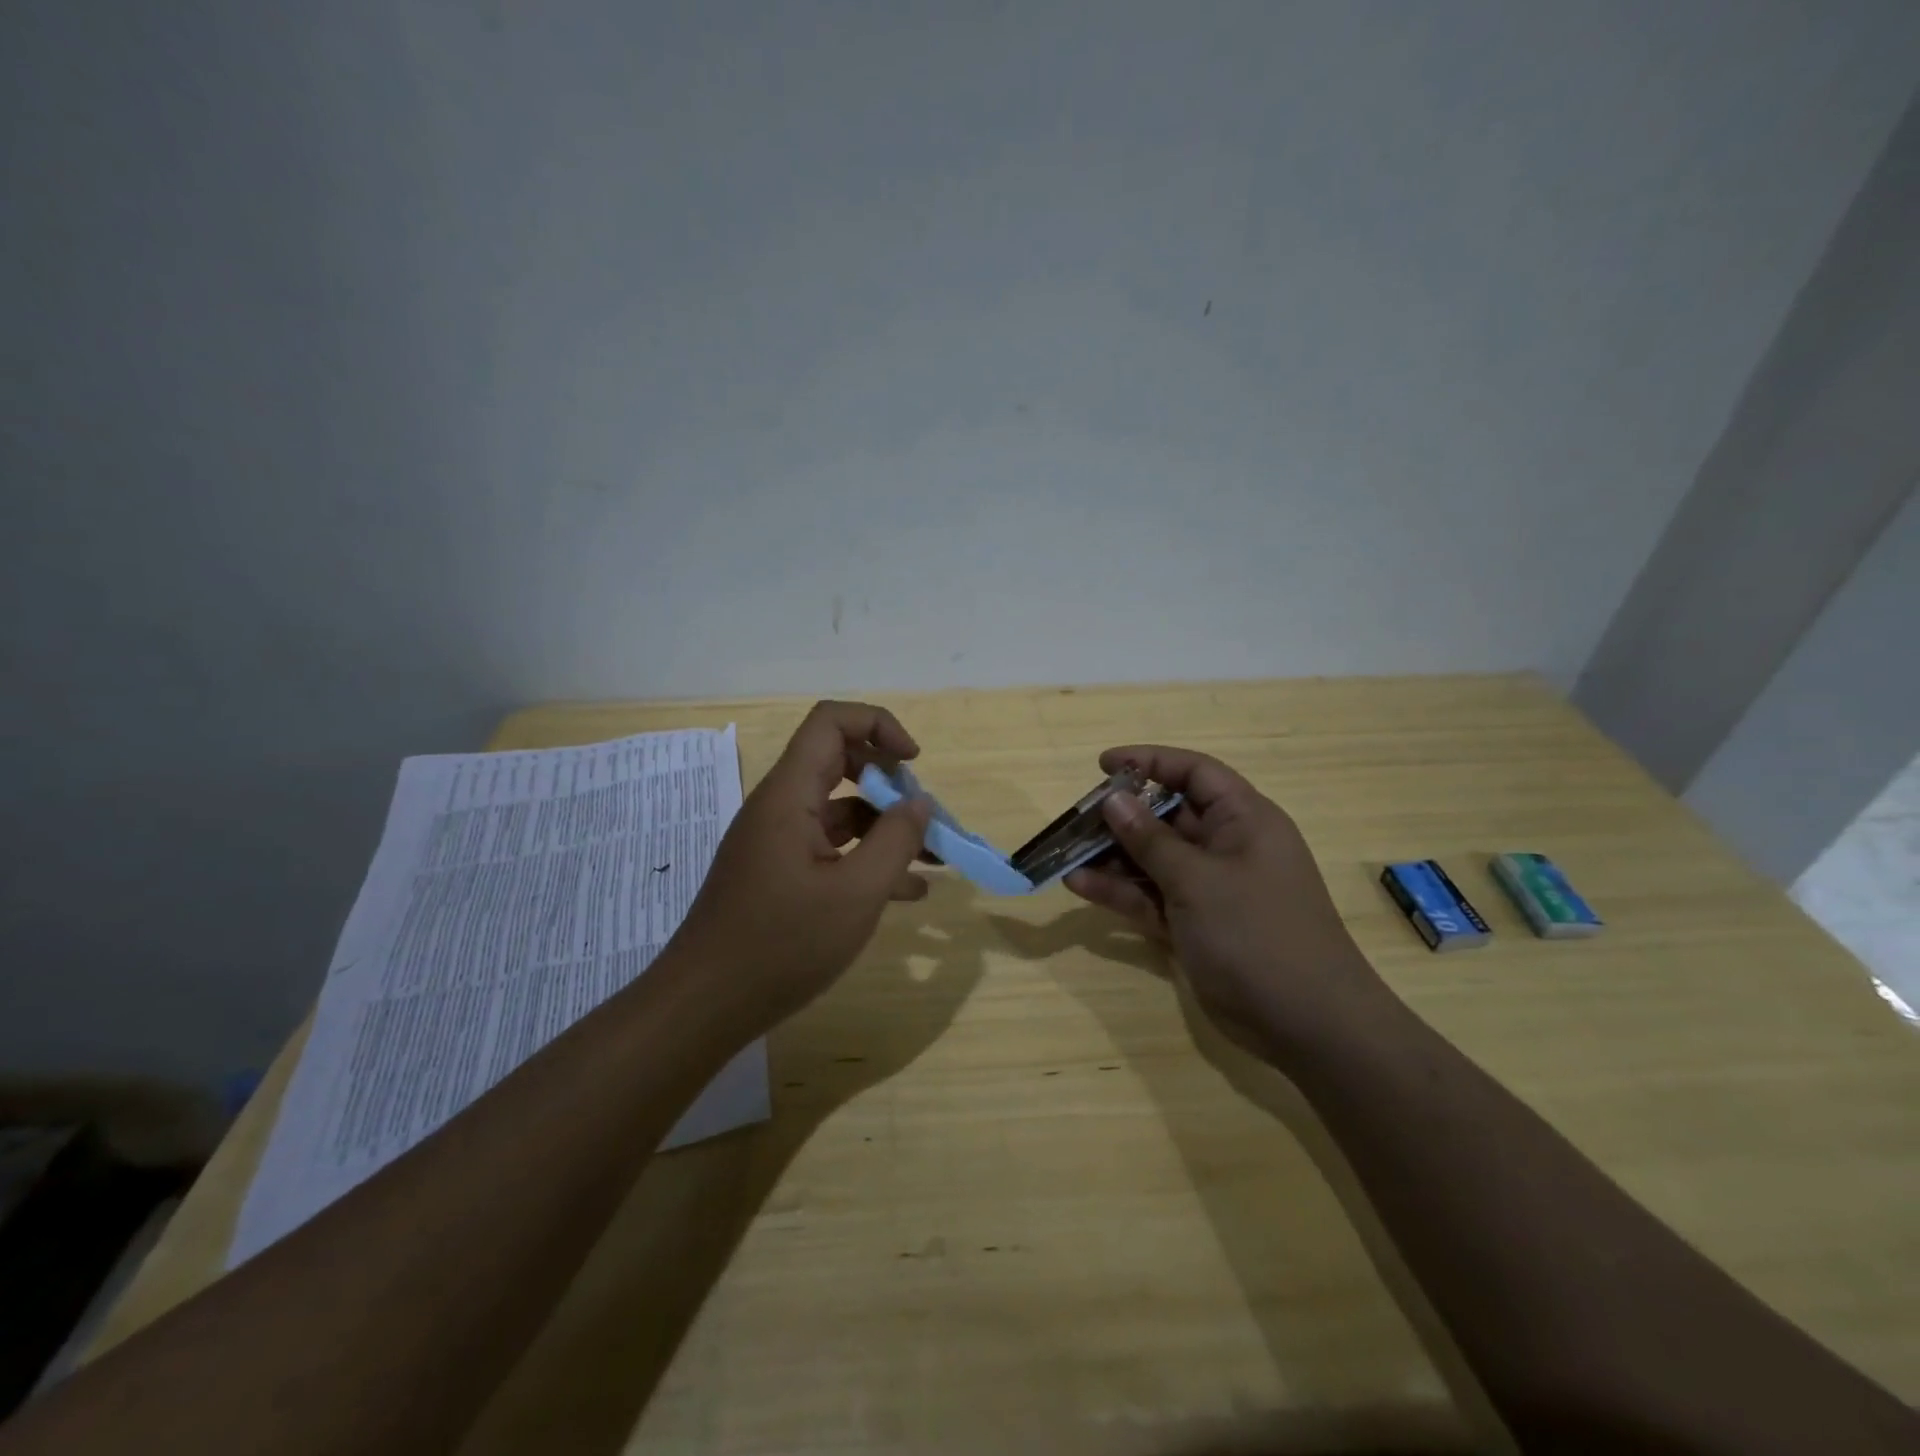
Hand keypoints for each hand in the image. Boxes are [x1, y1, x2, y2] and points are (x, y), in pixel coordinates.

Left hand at [672, 701, 931, 1034]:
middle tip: (924, 816)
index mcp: (789, 795)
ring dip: (886, 827)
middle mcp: (779, 807)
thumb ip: (896, 841)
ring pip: (840, 811)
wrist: (704, 1006)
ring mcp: (777, 842)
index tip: (914, 762)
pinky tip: (905, 893)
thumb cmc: (781, 945)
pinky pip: (830, 848)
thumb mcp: (855, 894)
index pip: (831, 722)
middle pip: (840, 762)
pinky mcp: (778, 873)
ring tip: (932, 860)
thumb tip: (920, 803)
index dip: (878, 725)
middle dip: (891, 782)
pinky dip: (866, 859)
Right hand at [1064, 746, 1390, 1054]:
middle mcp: (1227, 846)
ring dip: (1112, 857)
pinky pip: (1152, 897)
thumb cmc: (1256, 934)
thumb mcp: (1197, 880)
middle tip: (1075, 820)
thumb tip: (1113, 800)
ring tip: (1067, 856)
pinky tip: (1079, 886)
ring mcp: (1210, 889)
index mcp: (1244, 820)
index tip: (1102, 765)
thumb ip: (1151, 840)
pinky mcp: (1196, 924)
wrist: (1307, 1024)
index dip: (1150, 762)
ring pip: (1154, 859)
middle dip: (1121, 817)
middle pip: (1166, 816)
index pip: (1194, 773)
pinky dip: (1120, 891)